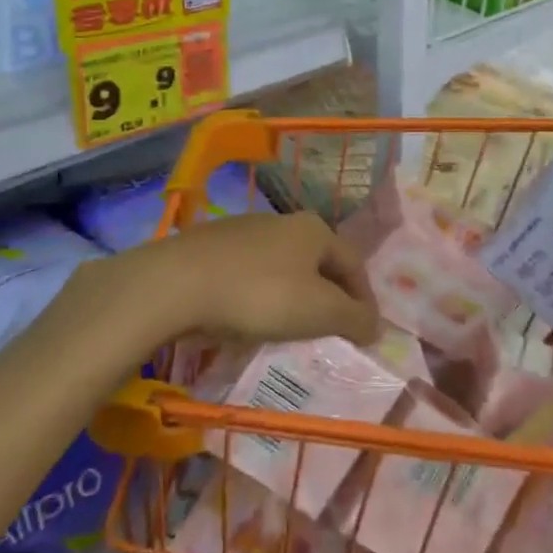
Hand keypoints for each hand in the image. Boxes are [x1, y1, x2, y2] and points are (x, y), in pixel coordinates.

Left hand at [80, 211, 379, 346]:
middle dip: (330, 296)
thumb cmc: (259, 294)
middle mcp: (284, 221)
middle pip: (319, 262)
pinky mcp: (211, 245)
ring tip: (290, 329)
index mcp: (315, 229)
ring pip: (284, 266)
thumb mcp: (318, 312)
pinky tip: (249, 317)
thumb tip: (376, 326)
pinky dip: (260, 294)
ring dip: (294, 295)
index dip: (365, 299)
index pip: (354, 264)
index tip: (366, 332)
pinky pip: (250, 273)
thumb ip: (354, 318)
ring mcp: (244, 230)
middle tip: (331, 330)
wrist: (176, 283)